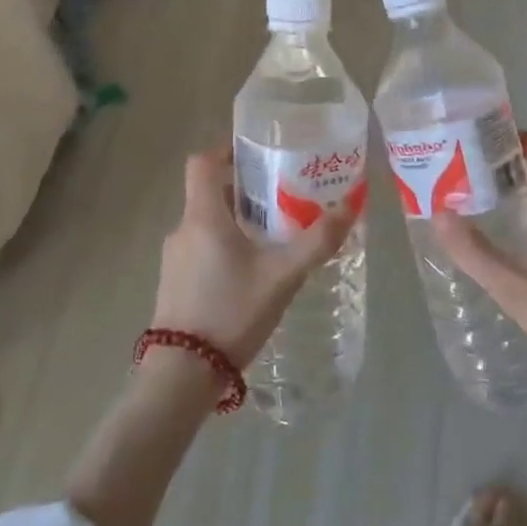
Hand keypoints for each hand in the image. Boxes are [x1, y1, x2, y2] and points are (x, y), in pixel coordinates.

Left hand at [153, 144, 358, 367]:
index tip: (258, 154)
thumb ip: (318, 241)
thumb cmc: (232, 312)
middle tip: (282, 195)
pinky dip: (225, 245)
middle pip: (210, 192)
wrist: (182, 375)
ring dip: (237, 220)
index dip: (227, 150)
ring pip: (207, 222)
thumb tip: (352, 204)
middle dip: (245, 189)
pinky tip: (252, 271)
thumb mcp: (283, 275)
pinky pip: (202, 248)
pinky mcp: (174, 283)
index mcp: (203, 216)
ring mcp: (175, 258)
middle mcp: (183, 229)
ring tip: (273, 234)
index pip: (203, 162)